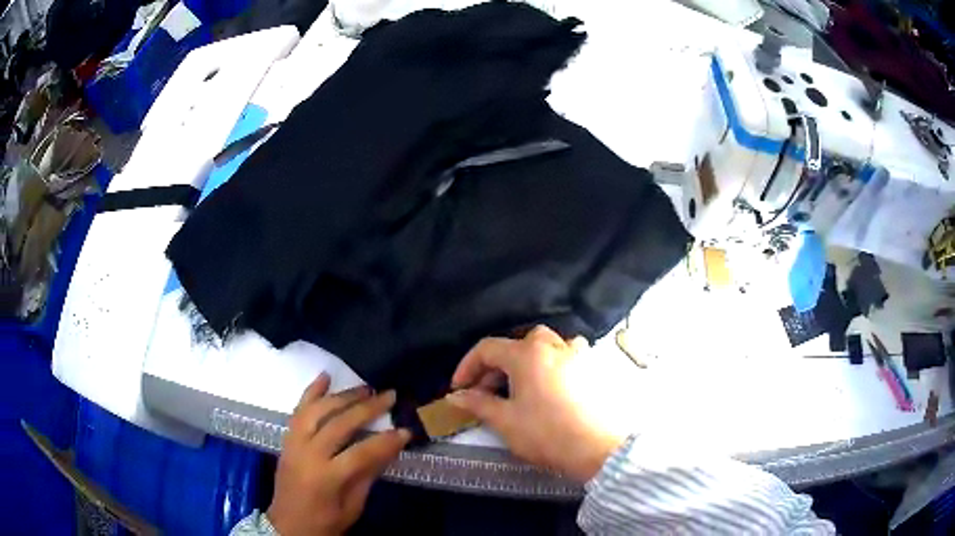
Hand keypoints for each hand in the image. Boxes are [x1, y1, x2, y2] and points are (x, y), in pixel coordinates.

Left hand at [267, 373, 410, 535]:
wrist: (287, 526)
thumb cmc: (325, 522)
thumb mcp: (353, 506)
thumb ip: (368, 475)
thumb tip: (390, 448)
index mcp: (326, 478)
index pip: (361, 453)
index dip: (386, 441)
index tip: (406, 430)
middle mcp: (307, 455)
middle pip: (339, 424)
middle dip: (367, 408)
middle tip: (389, 395)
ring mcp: (294, 444)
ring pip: (317, 410)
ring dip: (342, 396)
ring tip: (364, 387)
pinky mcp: (287, 439)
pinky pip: (298, 410)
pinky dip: (311, 392)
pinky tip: (324, 377)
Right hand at [447, 325, 625, 482]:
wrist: (597, 449)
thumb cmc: (547, 434)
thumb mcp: (505, 421)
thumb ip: (478, 403)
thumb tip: (455, 396)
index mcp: (527, 354)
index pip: (487, 348)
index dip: (467, 366)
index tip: (458, 389)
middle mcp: (553, 345)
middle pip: (516, 345)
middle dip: (495, 367)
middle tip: (486, 393)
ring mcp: (577, 353)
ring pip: (544, 346)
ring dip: (525, 361)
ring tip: (519, 387)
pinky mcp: (593, 367)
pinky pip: (566, 355)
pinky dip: (551, 364)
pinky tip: (550, 386)